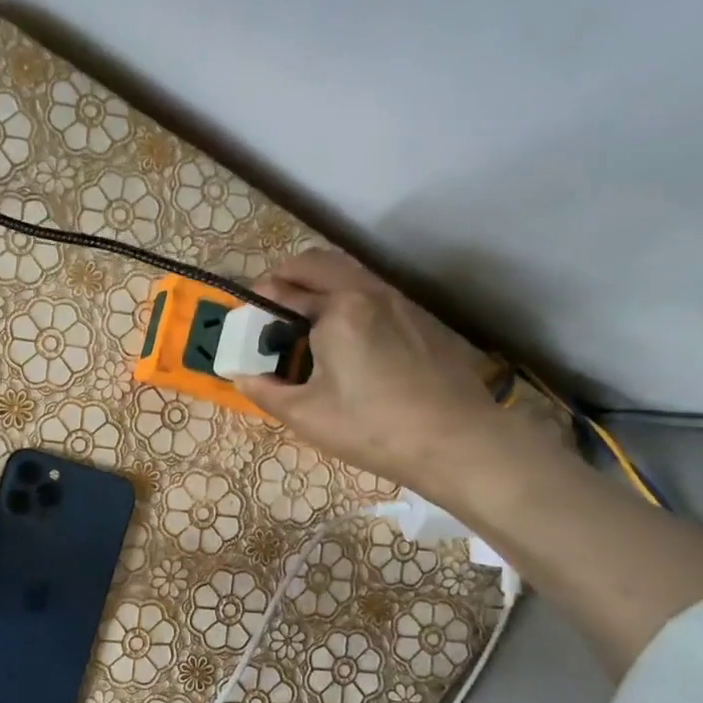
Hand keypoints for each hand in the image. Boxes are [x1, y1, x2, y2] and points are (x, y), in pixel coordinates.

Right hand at [231, 250, 519, 501]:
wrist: (459, 441)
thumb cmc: (374, 428)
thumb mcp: (307, 416)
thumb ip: (267, 391)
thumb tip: (242, 376)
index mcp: (337, 310)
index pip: (284, 289)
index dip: (258, 301)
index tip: (246, 319)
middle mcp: (368, 292)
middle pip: (318, 262)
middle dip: (287, 276)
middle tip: (271, 307)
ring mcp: (400, 301)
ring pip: (349, 272)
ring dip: (320, 282)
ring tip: (305, 319)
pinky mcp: (420, 317)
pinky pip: (373, 290)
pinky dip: (347, 296)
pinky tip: (346, 336)